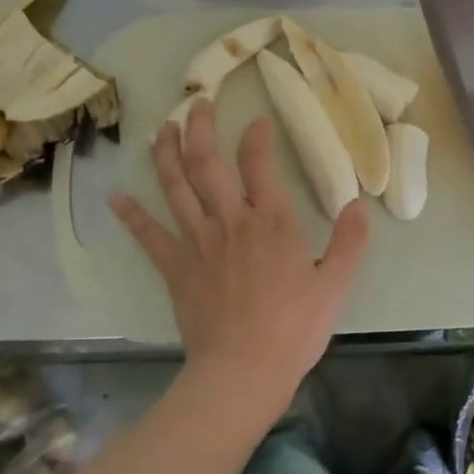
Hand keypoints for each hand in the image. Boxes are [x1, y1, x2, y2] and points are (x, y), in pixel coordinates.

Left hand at [110, 100, 369, 417]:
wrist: (244, 370)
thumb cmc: (294, 328)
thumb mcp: (336, 284)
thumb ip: (350, 241)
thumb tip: (357, 204)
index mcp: (271, 221)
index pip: (259, 164)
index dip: (256, 137)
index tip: (256, 121)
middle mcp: (231, 221)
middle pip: (208, 164)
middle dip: (200, 129)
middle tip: (196, 103)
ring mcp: (197, 243)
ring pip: (176, 189)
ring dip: (167, 155)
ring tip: (162, 129)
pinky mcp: (175, 268)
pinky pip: (149, 236)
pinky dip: (132, 215)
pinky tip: (116, 197)